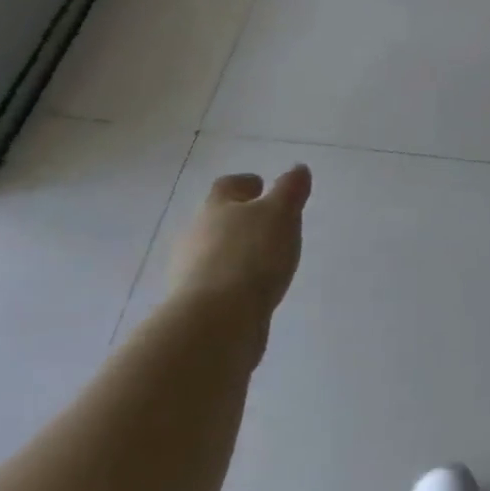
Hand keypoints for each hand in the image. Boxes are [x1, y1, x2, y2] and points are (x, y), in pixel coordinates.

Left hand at [166, 167, 311, 337]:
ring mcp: (191, 272)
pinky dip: (233, 282)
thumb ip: (290, 191)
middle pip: (217, 219)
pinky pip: (217, 284)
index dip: (245, 183)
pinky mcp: (196, 305)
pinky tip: (253, 290)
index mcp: (216, 208)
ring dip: (236, 252)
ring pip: (215, 253)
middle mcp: (196, 236)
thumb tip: (298, 169)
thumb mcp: (280, 215)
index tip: (261, 185)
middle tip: (268, 224)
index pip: (227, 186)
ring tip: (265, 260)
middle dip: (240, 220)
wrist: (216, 322)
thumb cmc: (250, 256)